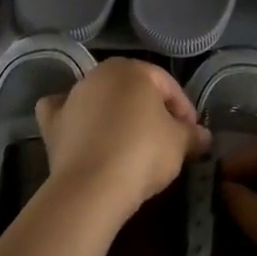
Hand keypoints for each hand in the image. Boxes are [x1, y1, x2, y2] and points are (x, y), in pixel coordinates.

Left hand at [37, 58, 210, 223]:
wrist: (92, 186)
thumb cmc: (143, 153)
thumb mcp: (180, 143)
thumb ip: (193, 135)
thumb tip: (203, 136)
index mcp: (132, 69)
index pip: (167, 84)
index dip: (184, 108)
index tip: (193, 134)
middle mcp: (99, 73)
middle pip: (132, 89)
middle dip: (150, 110)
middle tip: (166, 138)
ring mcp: (72, 95)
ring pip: (100, 98)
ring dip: (115, 115)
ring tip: (131, 145)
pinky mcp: (52, 121)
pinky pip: (64, 113)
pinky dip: (72, 118)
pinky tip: (82, 132)